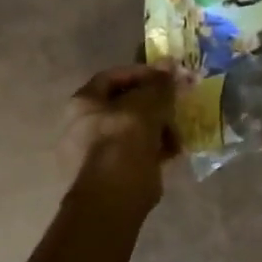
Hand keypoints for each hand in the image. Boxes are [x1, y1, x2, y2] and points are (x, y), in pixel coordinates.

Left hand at [63, 66, 176, 202]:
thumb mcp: (147, 105)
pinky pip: (134, 153)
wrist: (113, 197)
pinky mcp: (109, 175)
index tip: (168, 77)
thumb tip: (170, 64)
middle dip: (154, 104)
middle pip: (124, 104)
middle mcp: (82, 125)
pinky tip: (173, 152)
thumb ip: (160, 84)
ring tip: (178, 132)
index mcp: (83, 103)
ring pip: (132, 130)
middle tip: (176, 104)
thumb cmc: (124, 141)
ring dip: (158, 127)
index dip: (143, 73)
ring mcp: (94, 152)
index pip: (114, 76)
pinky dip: (153, 149)